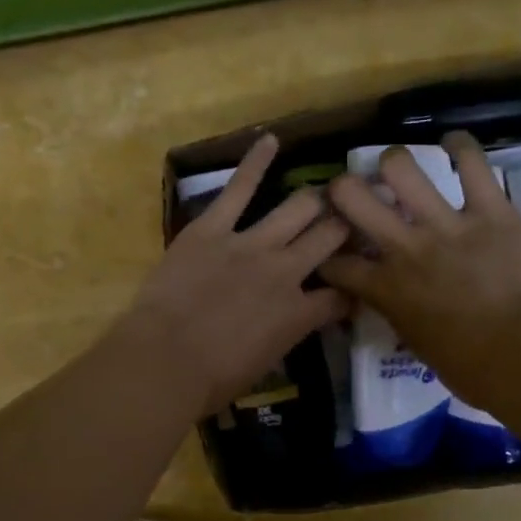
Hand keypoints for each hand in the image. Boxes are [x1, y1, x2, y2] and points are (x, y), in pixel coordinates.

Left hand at [119, 134, 352, 415]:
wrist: (165, 361)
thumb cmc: (210, 380)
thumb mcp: (262, 365)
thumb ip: (283, 337)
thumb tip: (287, 325)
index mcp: (300, 314)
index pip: (342, 295)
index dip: (353, 288)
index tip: (355, 284)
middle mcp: (287, 272)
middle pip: (330, 237)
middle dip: (345, 227)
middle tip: (350, 218)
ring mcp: (252, 244)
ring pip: (299, 208)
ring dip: (315, 200)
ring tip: (325, 192)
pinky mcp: (213, 228)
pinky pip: (239, 188)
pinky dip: (255, 162)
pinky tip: (270, 141)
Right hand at [320, 133, 520, 408]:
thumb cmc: (469, 367)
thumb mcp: (415, 343)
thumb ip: (397, 311)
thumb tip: (393, 299)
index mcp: (385, 288)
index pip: (335, 262)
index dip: (324, 254)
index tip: (328, 251)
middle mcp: (405, 247)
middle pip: (351, 196)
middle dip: (342, 189)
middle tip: (352, 192)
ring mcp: (447, 224)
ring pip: (401, 167)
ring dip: (393, 163)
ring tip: (398, 167)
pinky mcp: (491, 210)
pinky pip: (473, 163)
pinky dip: (461, 147)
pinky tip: (454, 143)